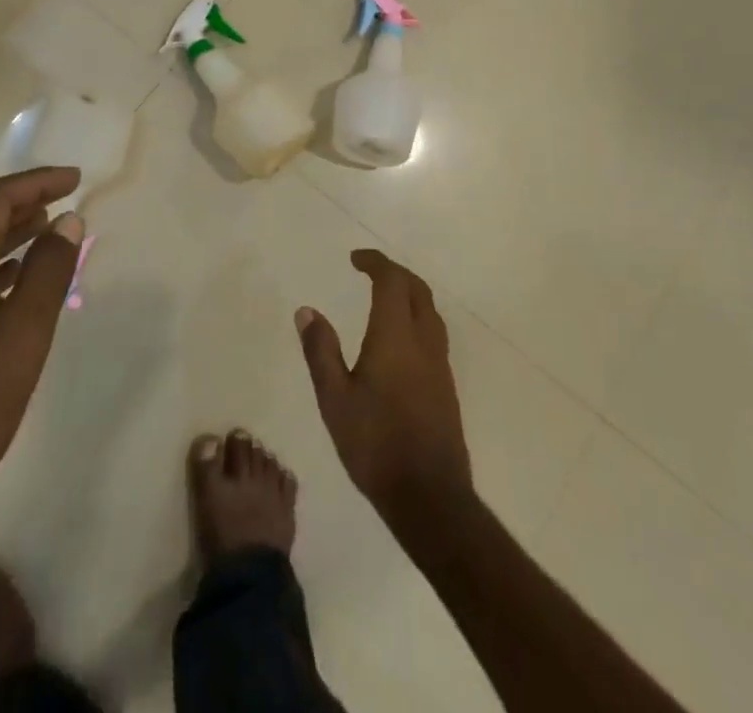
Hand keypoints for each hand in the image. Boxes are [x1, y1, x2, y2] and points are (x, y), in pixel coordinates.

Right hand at [296, 249, 472, 518]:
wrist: (429, 494)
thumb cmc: (375, 444)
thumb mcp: (335, 399)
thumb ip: (321, 351)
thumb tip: (306, 310)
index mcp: (395, 335)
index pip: (391, 280)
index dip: (375, 262)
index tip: (355, 258)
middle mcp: (423, 339)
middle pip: (416, 288)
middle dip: (394, 272)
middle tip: (370, 270)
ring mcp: (439, 361)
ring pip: (429, 309)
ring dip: (409, 292)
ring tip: (384, 296)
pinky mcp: (446, 382)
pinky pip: (434, 330)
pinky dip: (417, 315)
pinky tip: (401, 336)